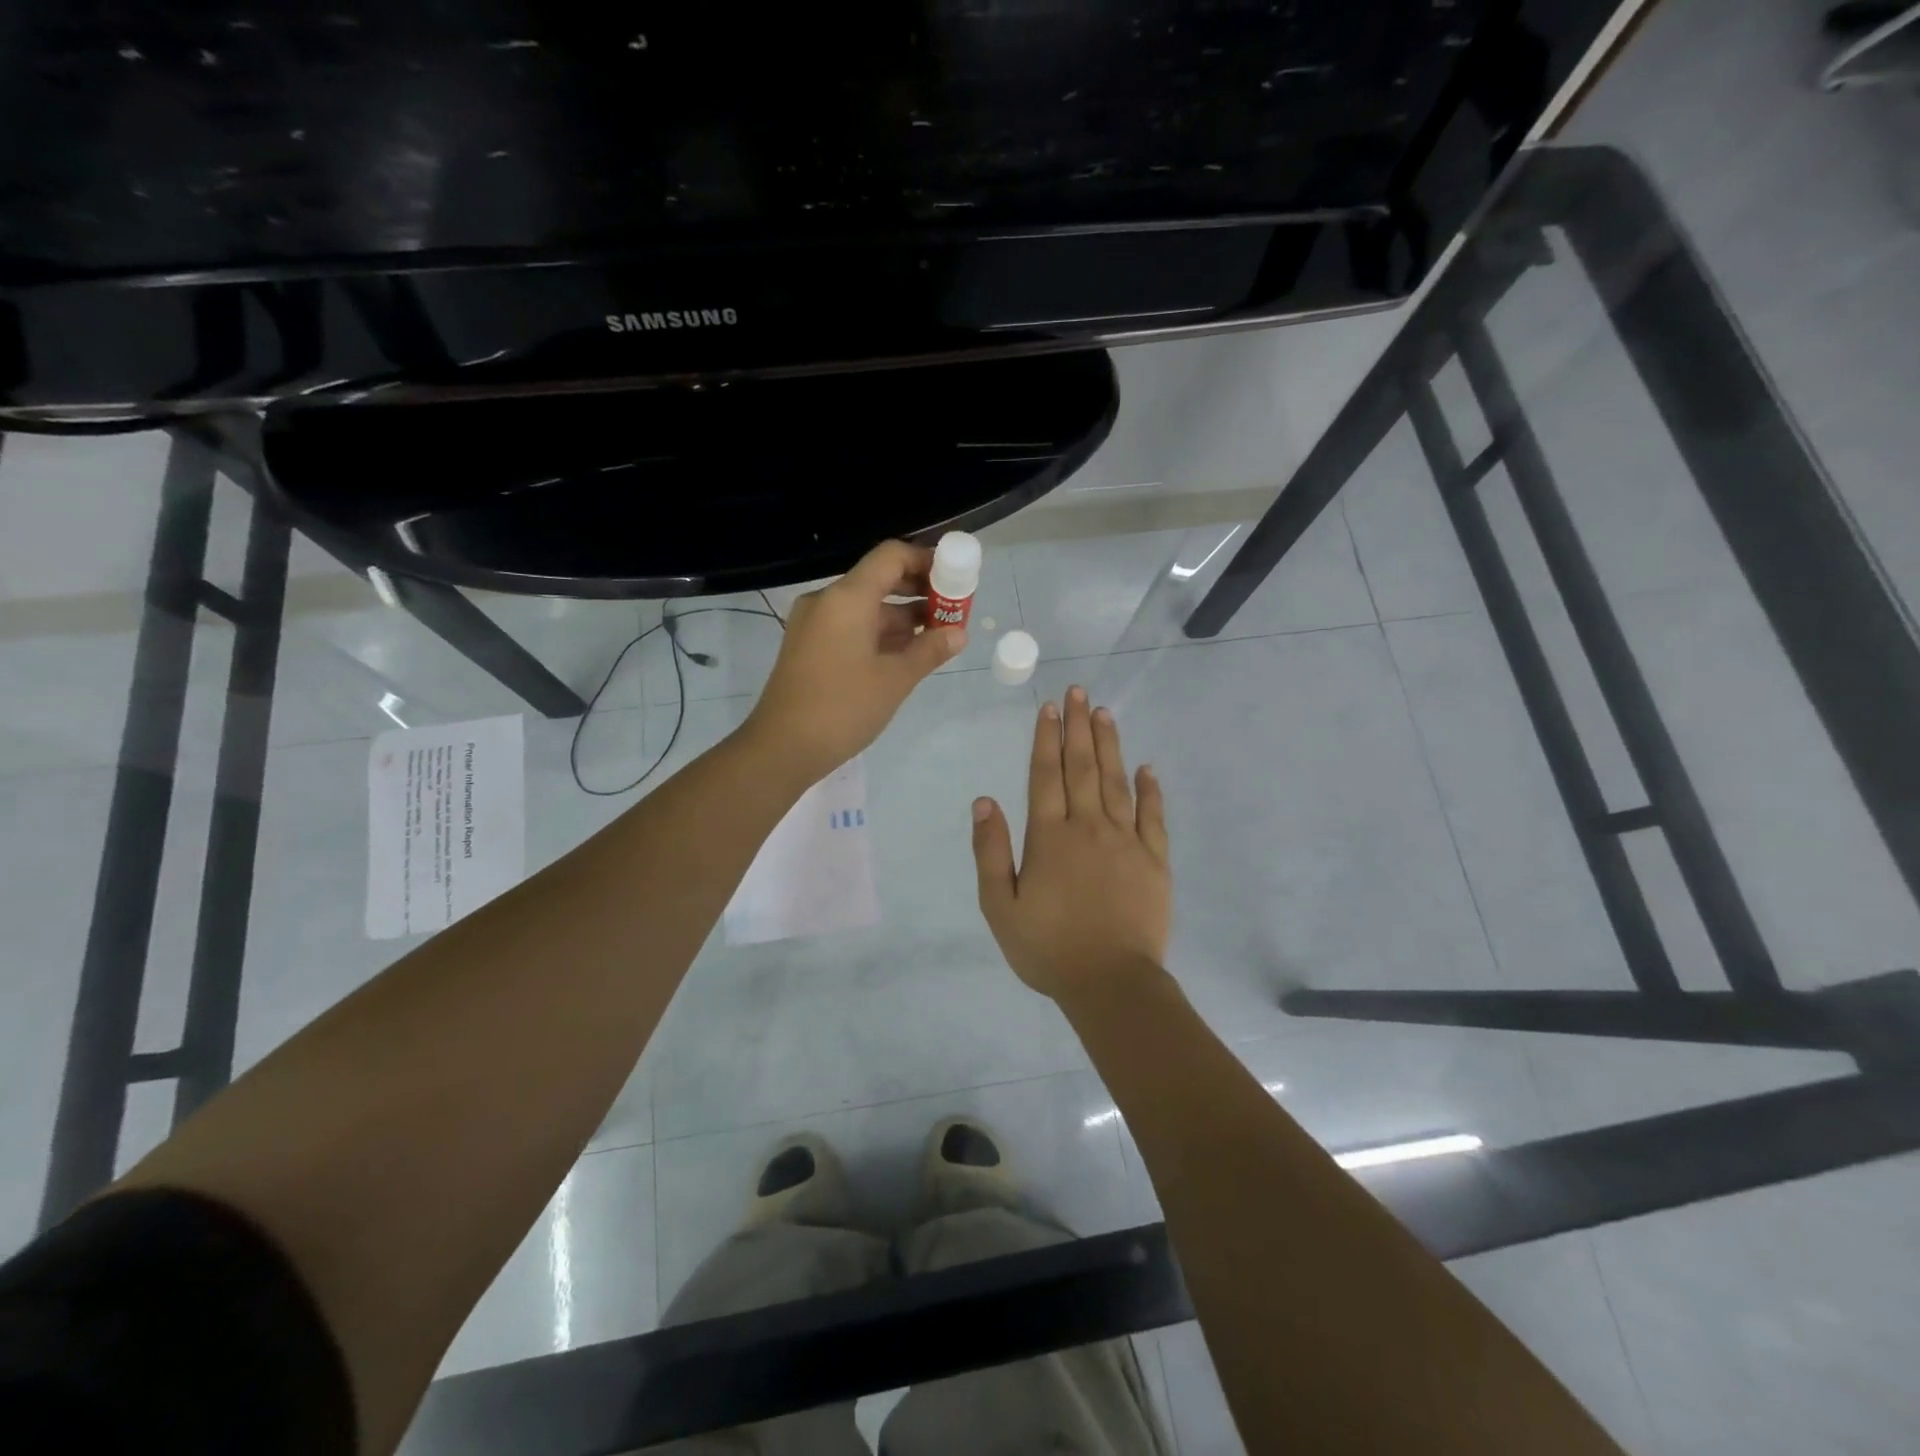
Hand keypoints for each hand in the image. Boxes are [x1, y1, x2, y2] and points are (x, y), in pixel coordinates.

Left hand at [744, 540, 965, 780]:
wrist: (781, 748)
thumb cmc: (842, 708)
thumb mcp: (895, 680)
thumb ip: (929, 650)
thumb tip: (958, 633)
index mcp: (846, 598)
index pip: (891, 556)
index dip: (926, 561)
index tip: (955, 579)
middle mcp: (827, 601)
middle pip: (879, 579)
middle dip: (918, 592)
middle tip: (952, 611)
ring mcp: (814, 625)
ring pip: (866, 607)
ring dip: (902, 617)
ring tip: (937, 637)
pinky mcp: (809, 647)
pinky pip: (851, 626)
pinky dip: (879, 634)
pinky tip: (906, 654)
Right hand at [971, 686, 1171, 1001]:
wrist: (1111, 983)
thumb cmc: (1048, 948)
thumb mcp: (1000, 907)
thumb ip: (991, 851)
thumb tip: (984, 801)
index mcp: (1050, 837)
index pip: (1045, 776)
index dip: (1045, 740)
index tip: (1048, 709)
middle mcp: (1088, 827)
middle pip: (1081, 767)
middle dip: (1077, 727)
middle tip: (1078, 692)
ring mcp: (1126, 840)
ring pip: (1116, 781)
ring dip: (1109, 745)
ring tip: (1103, 713)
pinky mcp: (1155, 859)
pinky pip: (1153, 815)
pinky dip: (1150, 789)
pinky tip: (1146, 767)